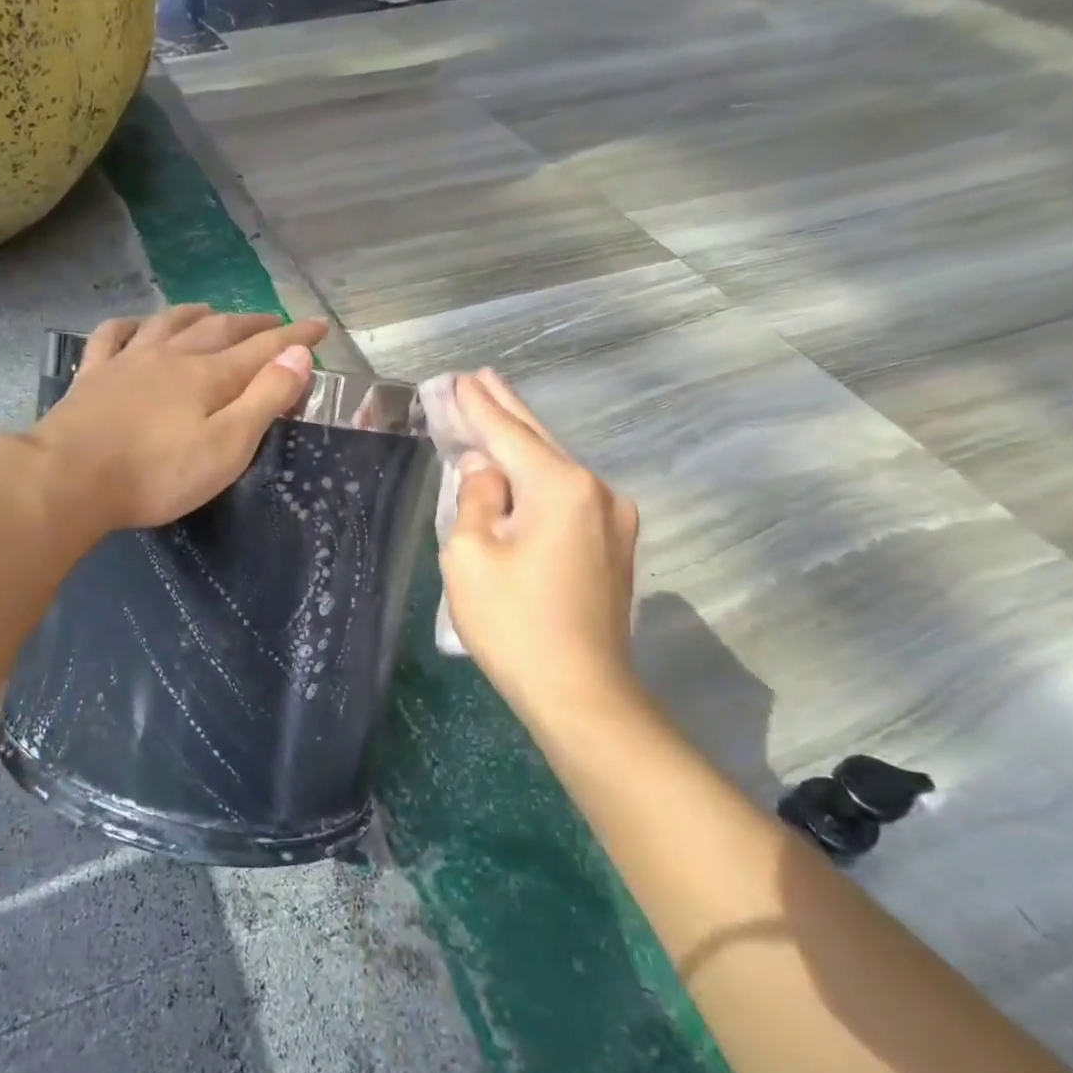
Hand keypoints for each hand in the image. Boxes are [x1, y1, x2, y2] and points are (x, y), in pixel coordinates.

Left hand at [26, 305, 326, 532]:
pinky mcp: (92, 376)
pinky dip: (129, 325)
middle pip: (220, 330)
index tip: (319, 327)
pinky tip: (134, 326)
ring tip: (212, 310)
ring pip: (169, 323)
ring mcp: (128, 361)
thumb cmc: (157, 474)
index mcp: (209, 376)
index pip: (264, 348)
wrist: (70, 478)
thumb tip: (299, 354)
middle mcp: (172, 357)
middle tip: (274, 322)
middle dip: (253, 323)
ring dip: (196, 314)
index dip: (295, 338)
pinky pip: (112, 336)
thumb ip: (265, 398)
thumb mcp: (226, 446)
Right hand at [440, 371, 643, 725]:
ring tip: (496, 415)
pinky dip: (539, 479)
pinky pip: (568, 498)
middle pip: (540, 442)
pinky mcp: (614, 547)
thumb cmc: (514, 624)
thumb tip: (484, 468)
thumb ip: (474, 498)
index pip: (509, 434)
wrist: (581, 693)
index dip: (478, 407)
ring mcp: (614, 520)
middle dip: (506, 410)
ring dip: (523, 446)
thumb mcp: (470, 556)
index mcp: (562, 487)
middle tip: (481, 379)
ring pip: (557, 470)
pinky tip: (521, 472)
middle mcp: (598, 491)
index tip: (458, 379)